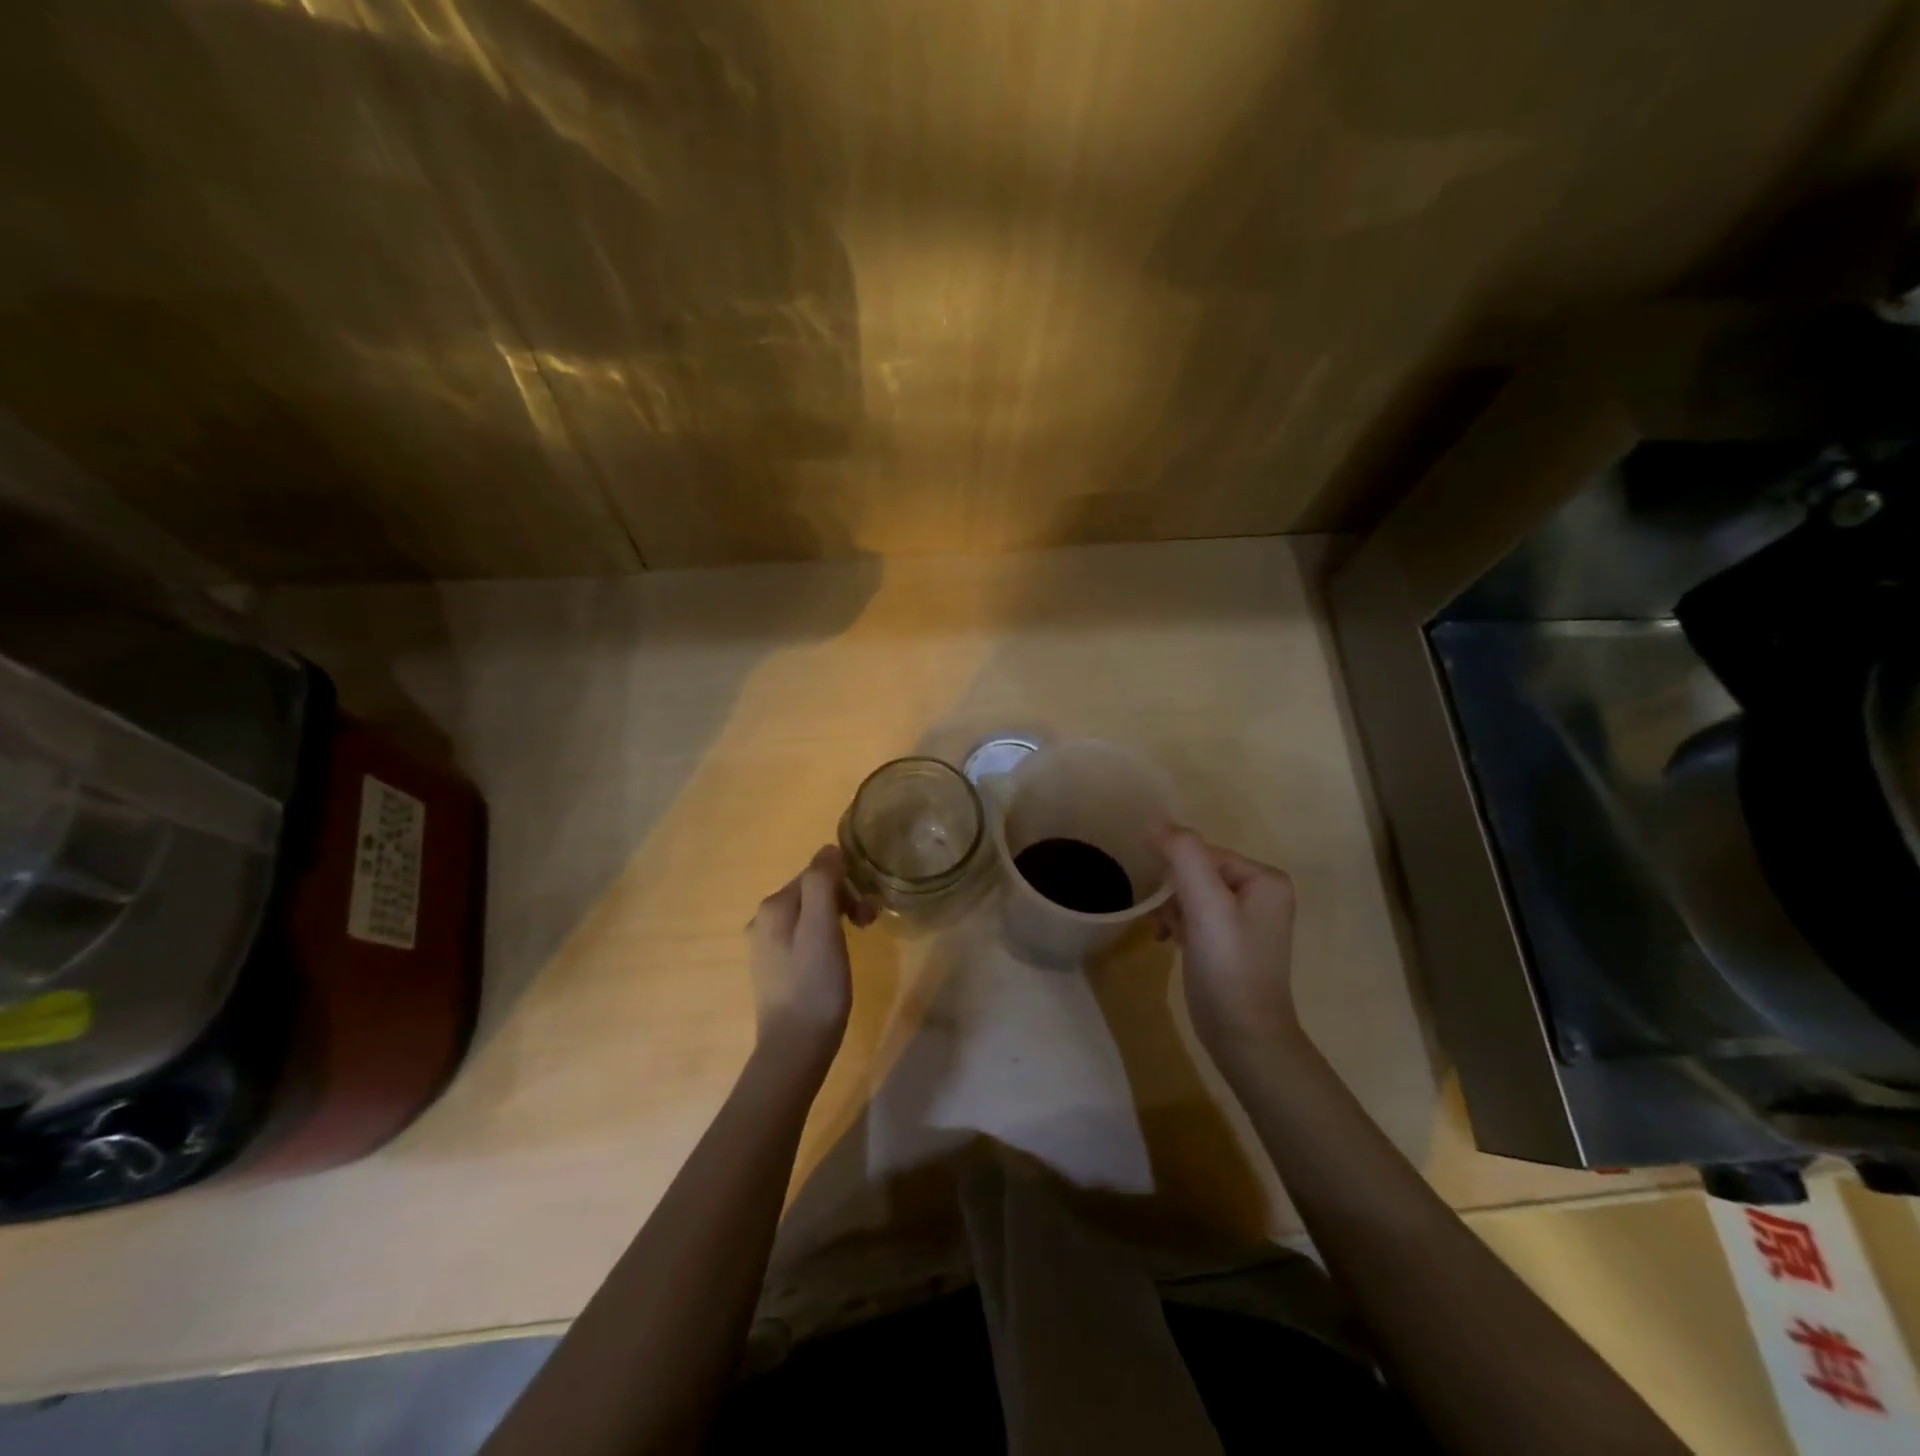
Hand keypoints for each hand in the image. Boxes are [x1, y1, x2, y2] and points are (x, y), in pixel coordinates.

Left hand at [748, 846, 874, 1064]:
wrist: (795, 1048)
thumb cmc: (815, 986)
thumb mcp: (823, 928)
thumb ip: (822, 883)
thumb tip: (828, 849)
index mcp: (773, 906)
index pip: (816, 873)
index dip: (847, 884)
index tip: (867, 910)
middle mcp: (763, 920)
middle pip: (813, 892)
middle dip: (844, 900)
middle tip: (869, 925)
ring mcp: (766, 946)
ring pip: (810, 914)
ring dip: (838, 918)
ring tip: (858, 941)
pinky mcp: (775, 968)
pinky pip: (804, 936)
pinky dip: (826, 937)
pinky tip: (836, 959)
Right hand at [1155, 828, 1301, 1074]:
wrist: (1244, 1035)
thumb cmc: (1227, 965)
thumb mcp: (1204, 904)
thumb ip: (1183, 855)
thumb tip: (1156, 822)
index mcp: (1266, 879)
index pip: (1204, 854)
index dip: (1176, 873)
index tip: (1164, 902)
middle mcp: (1263, 893)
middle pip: (1198, 873)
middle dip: (1175, 895)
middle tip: (1166, 922)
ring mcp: (1249, 919)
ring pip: (1194, 895)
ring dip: (1174, 911)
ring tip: (1167, 935)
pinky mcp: (1233, 942)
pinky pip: (1199, 916)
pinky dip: (1181, 925)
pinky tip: (1171, 943)